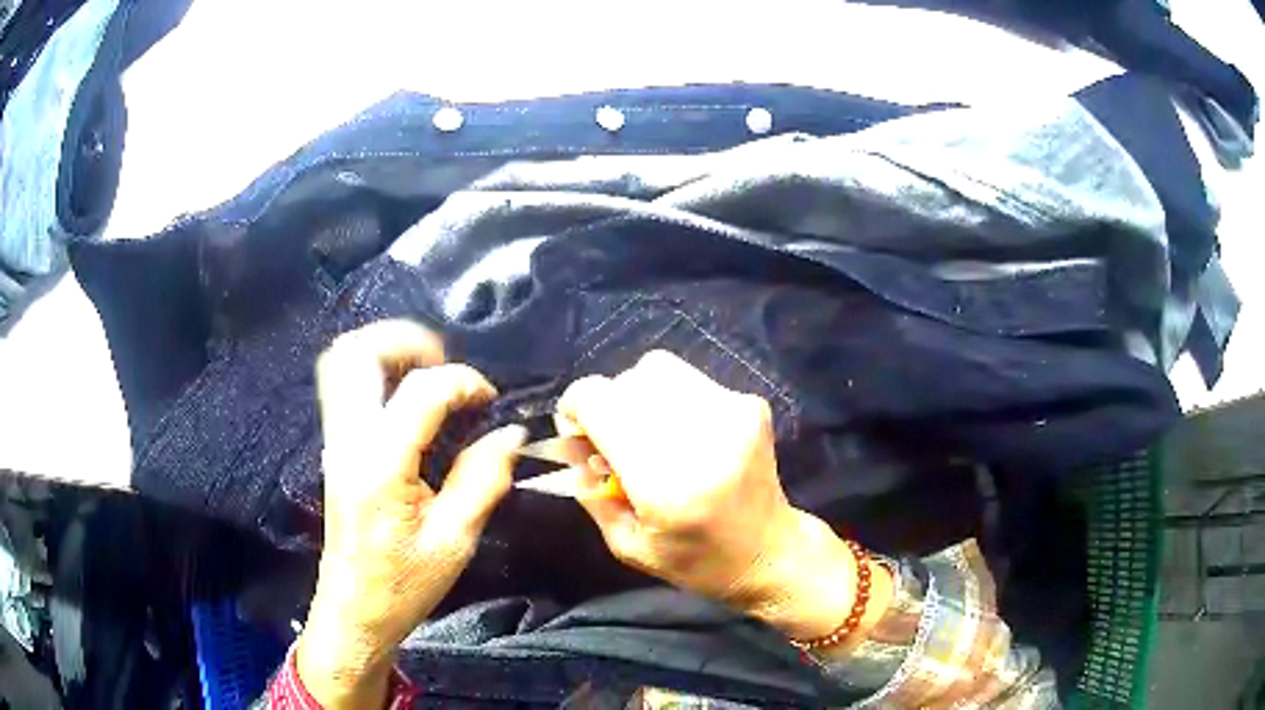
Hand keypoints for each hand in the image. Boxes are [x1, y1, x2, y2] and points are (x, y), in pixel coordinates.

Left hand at [297, 320, 525, 707]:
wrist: (354, 609)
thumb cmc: (404, 583)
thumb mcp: (455, 540)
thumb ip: (483, 479)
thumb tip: (510, 434)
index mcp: (381, 465)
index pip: (420, 392)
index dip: (463, 382)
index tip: (489, 399)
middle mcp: (348, 441)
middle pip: (357, 353)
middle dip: (406, 340)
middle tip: (445, 360)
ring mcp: (334, 442)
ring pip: (342, 362)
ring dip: (385, 350)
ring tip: (427, 369)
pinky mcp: (335, 449)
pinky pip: (344, 385)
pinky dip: (375, 372)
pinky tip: (407, 396)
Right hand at [557, 351, 888, 641]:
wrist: (772, 552)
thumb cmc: (696, 562)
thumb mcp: (627, 545)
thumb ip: (588, 491)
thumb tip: (567, 441)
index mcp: (665, 481)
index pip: (598, 400)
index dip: (575, 409)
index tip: (579, 435)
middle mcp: (700, 435)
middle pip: (625, 381)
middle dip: (607, 406)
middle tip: (614, 443)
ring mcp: (731, 413)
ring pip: (657, 369)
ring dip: (638, 396)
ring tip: (649, 435)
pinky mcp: (750, 405)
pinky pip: (689, 381)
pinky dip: (672, 400)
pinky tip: (684, 436)